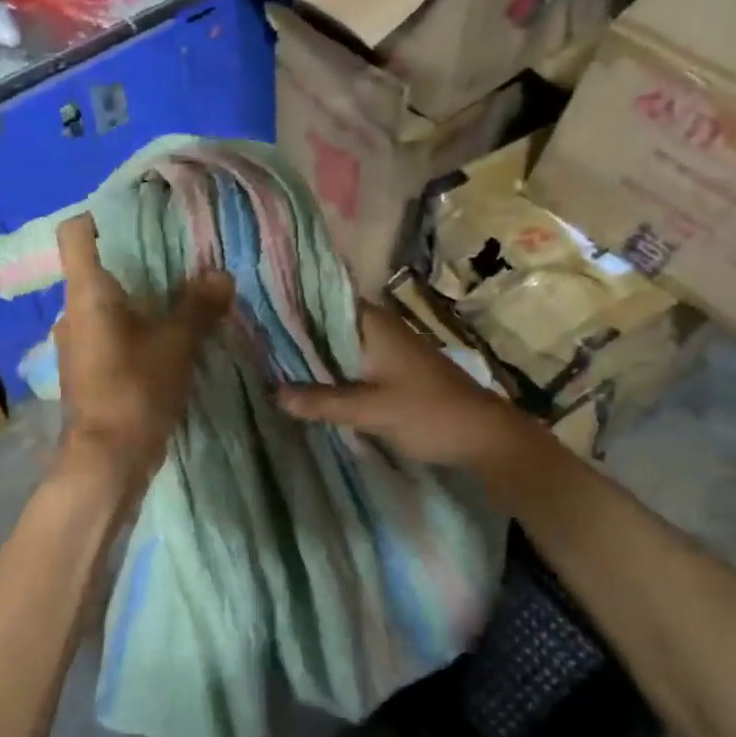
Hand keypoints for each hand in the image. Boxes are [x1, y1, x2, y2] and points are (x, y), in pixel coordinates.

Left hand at [54, 213, 233, 484]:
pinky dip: (135, 326)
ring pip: (106, 303)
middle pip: (96, 267)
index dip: (100, 216)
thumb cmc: (135, 391)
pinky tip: (167, 335)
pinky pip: (110, 331)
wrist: (106, 462)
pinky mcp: (87, 369)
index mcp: (86, 293)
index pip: (75, 234)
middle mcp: (72, 312)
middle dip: (135, 258)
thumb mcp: (176, 344)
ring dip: (138, 296)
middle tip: (178, 253)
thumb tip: (221, 274)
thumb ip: (198, 306)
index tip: (138, 214)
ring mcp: (76, 343)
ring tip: (180, 293)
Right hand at [278, 302, 523, 468]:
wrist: (483, 437)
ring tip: (268, 358)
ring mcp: (386, 347)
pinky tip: (306, 380)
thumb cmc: (427, 414)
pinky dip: (329, 367)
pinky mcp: (392, 368)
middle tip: (252, 340)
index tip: (256, 312)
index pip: (322, 299)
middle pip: (326, 322)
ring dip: (311, 352)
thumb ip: (322, 401)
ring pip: (338, 342)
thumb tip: (273, 393)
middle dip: (294, 332)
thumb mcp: (370, 410)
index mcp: (373, 324)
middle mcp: (378, 327)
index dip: (289, 304)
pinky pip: (350, 360)